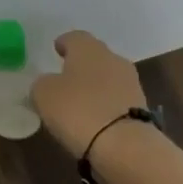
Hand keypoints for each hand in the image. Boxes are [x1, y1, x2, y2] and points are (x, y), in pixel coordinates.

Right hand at [31, 30, 147, 159]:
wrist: (125, 146)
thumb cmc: (78, 110)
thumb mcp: (44, 94)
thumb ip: (41, 84)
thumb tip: (46, 84)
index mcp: (88, 48)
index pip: (75, 37)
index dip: (64, 43)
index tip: (57, 50)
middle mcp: (113, 59)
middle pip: (95, 56)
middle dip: (81, 64)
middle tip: (66, 77)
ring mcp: (130, 83)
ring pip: (108, 78)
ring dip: (95, 86)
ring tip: (79, 102)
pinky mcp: (140, 109)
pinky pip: (117, 100)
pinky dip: (106, 106)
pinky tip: (95, 119)